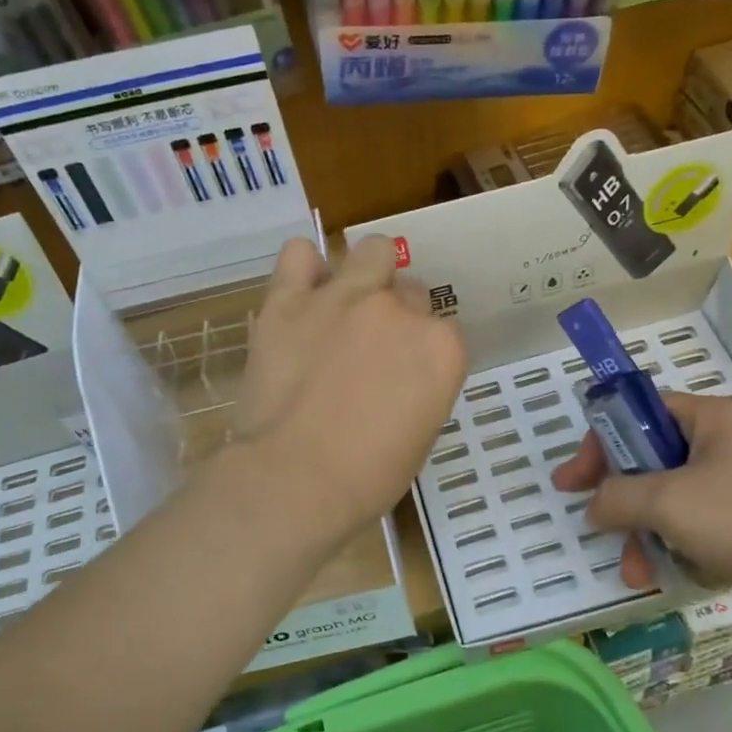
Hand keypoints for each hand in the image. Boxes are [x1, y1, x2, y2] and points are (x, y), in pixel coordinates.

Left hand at [233, 235, 466, 542]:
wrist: (295, 479)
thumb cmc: (367, 477)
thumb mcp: (419, 436)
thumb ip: (421, 387)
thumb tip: (402, 374)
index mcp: (441, 348)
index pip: (441, 330)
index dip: (421, 351)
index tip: (404, 374)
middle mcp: (398, 311)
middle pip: (408, 290)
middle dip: (396, 314)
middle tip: (371, 348)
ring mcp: (344, 298)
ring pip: (371, 252)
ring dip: (366, 273)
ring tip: (345, 304)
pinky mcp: (290, 300)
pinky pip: (298, 255)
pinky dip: (304, 268)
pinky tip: (302, 291)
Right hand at [551, 391, 731, 607]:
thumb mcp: (669, 502)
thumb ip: (618, 498)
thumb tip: (594, 507)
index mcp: (707, 420)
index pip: (637, 413)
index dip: (600, 443)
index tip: (572, 482)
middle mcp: (722, 445)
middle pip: (650, 464)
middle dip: (624, 505)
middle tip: (601, 532)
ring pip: (671, 505)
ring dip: (648, 538)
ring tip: (641, 575)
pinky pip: (699, 530)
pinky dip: (685, 552)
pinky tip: (691, 574)